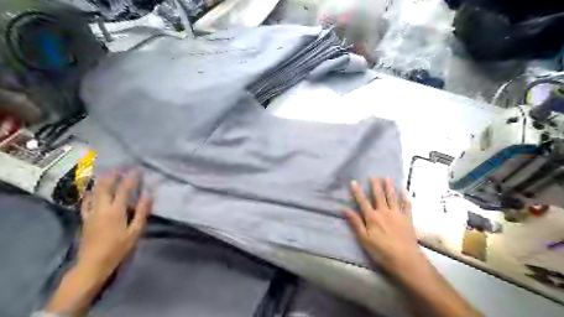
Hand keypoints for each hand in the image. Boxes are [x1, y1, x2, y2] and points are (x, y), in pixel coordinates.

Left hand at [77, 171, 152, 282]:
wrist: (92, 264)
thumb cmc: (118, 248)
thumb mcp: (135, 231)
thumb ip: (142, 211)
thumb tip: (148, 194)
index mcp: (116, 210)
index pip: (124, 188)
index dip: (131, 177)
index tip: (138, 169)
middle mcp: (101, 207)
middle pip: (106, 185)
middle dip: (114, 174)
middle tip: (122, 167)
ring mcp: (91, 212)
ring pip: (94, 191)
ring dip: (102, 180)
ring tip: (109, 173)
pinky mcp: (85, 218)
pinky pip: (86, 200)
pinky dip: (91, 192)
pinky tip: (93, 189)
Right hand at [344, 177, 421, 278]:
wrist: (405, 260)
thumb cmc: (381, 251)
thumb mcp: (364, 239)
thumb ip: (355, 223)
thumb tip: (344, 209)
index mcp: (372, 217)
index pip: (363, 201)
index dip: (357, 192)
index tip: (354, 182)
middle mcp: (384, 212)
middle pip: (379, 196)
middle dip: (375, 185)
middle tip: (373, 176)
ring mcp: (397, 214)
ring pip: (392, 197)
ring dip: (389, 187)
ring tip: (387, 178)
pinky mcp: (408, 219)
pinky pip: (406, 205)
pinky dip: (405, 197)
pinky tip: (404, 189)